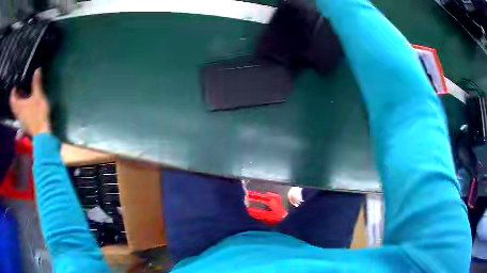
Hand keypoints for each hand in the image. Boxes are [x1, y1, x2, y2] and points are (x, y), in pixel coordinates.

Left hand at [10, 69, 50, 135]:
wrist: (41, 134)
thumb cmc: (38, 114)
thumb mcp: (38, 96)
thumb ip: (36, 83)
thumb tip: (37, 69)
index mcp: (19, 106)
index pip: (12, 99)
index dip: (12, 92)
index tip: (15, 85)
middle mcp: (18, 113)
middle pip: (13, 105)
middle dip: (14, 97)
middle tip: (18, 89)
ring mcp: (21, 120)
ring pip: (16, 110)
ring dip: (17, 103)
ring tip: (21, 96)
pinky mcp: (24, 124)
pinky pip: (19, 114)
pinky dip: (20, 109)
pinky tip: (25, 106)